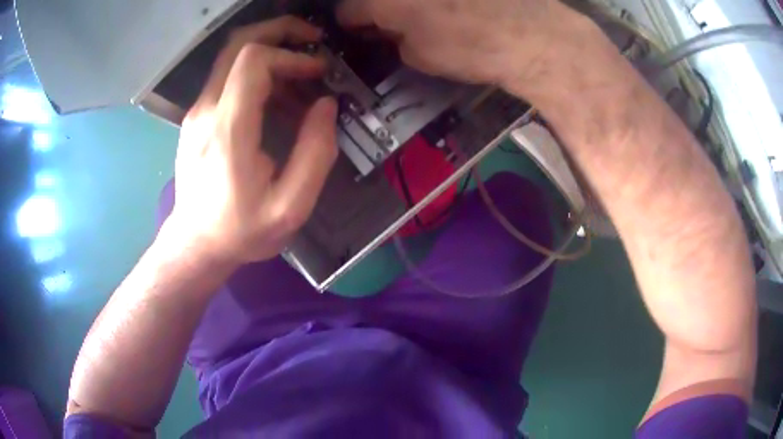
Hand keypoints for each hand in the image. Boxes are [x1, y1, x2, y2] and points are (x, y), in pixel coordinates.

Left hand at [168, 17, 337, 262]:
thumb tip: (326, 105)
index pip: (253, 60)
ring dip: (272, 52)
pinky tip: (281, 97)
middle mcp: (206, 110)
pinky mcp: (198, 116)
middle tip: (314, 41)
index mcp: (228, 130)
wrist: (196, 244)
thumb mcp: (291, 207)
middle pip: (238, 43)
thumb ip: (315, 153)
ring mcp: (198, 111)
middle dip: (280, 31)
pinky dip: (259, 74)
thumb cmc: (241, 230)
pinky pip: (228, 78)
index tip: (318, 71)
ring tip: (304, 77)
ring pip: (232, 56)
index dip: (291, 55)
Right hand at [338, 0, 580, 89]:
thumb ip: (394, 39)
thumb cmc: (471, 50)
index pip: (348, 11)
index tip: (363, 31)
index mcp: (383, 1)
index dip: (353, 24)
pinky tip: (452, 6)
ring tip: (426, 13)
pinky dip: (432, 1)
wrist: (532, 34)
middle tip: (391, 21)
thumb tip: (388, 28)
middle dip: (378, 7)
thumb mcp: (420, 57)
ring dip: (406, 3)